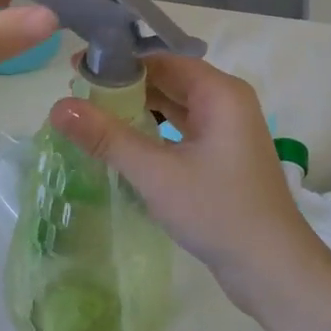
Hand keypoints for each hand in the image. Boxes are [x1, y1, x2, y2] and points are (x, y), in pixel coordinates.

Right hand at [48, 54, 330, 306]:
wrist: (272, 270)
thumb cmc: (217, 211)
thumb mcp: (156, 173)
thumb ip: (107, 137)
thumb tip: (57, 107)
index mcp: (220, 92)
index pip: (161, 60)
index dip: (118, 63)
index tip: (76, 71)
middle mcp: (227, 102)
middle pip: (168, 80)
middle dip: (124, 87)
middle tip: (77, 96)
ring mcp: (228, 130)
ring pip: (175, 106)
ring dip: (138, 110)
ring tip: (92, 117)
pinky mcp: (224, 156)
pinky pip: (183, 129)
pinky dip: (155, 131)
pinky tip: (125, 143)